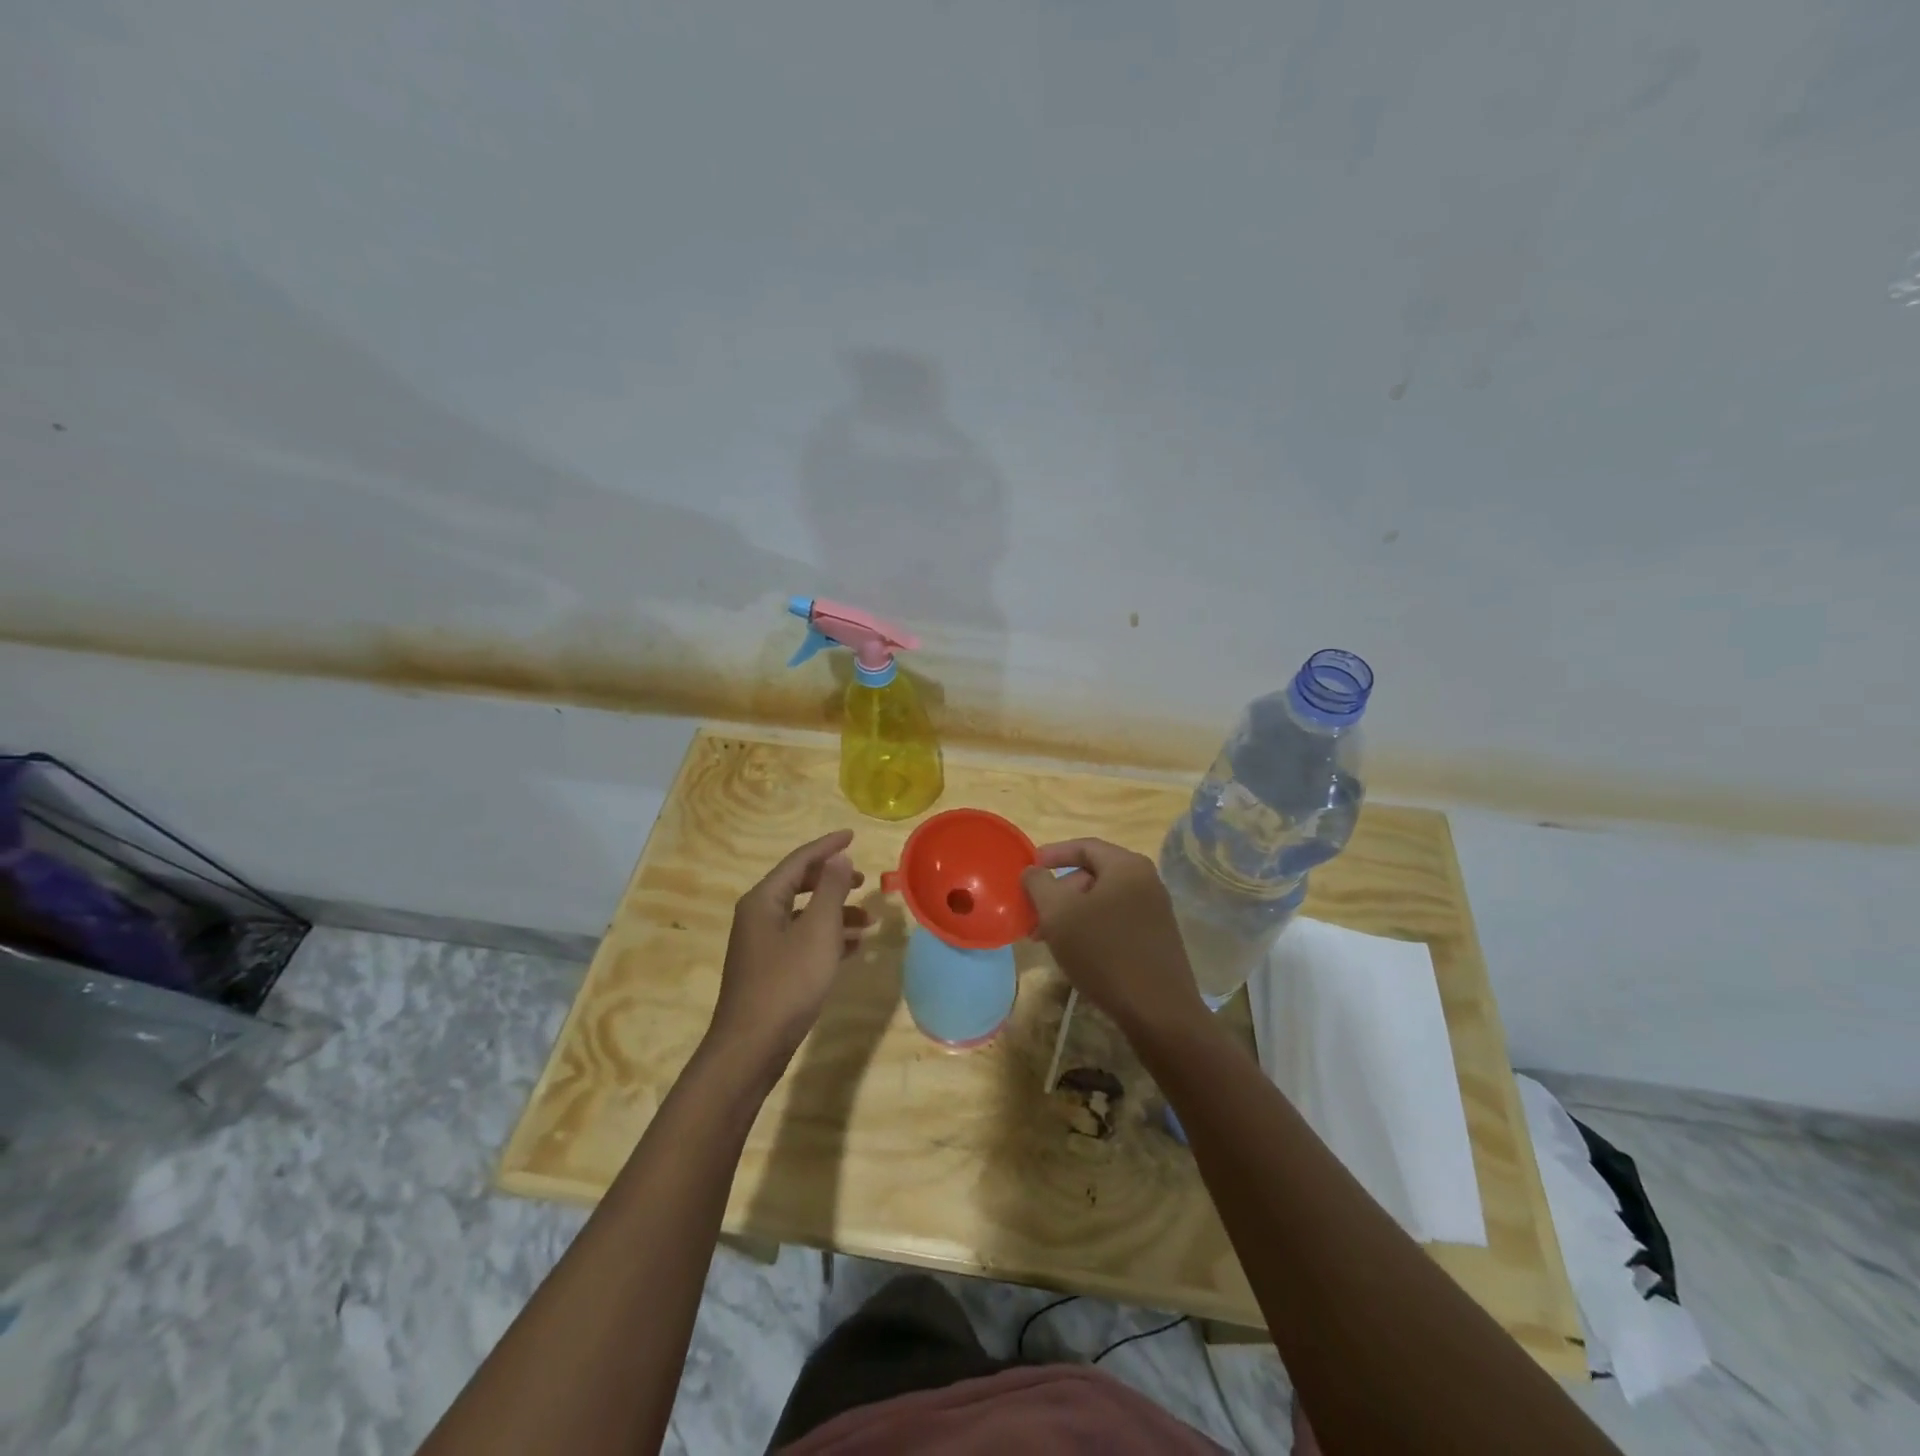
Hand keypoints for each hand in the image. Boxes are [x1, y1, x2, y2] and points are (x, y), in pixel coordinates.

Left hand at [707, 830, 867, 1074]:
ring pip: (804, 916)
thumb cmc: (787, 983)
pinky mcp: (770, 970)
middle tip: (864, 880)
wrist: (752, 1047)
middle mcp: (758, 916)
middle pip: (799, 885)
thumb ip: (831, 891)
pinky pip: (803, 940)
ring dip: (836, 913)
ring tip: (868, 920)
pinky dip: (828, 938)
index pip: (799, 861)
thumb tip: (839, 858)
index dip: (827, 847)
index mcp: (764, 900)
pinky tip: (854, 948)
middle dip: (833, 881)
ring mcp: (762, 945)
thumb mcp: (818, 931)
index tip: (853, 835)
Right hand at [1021, 838, 1206, 1033]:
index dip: (1052, 854)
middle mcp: (1146, 881)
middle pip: (1093, 875)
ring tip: (1048, 940)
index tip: (1028, 869)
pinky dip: (1091, 929)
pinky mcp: (1157, 939)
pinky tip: (1076, 954)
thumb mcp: (1059, 914)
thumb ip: (1039, 884)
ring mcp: (1155, 911)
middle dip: (1059, 893)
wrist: (1158, 1011)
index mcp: (1127, 866)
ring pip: (1103, 902)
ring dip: (1071, 915)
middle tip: (1034, 918)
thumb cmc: (1104, 952)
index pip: (1084, 846)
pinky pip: (1116, 921)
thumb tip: (1032, 871)